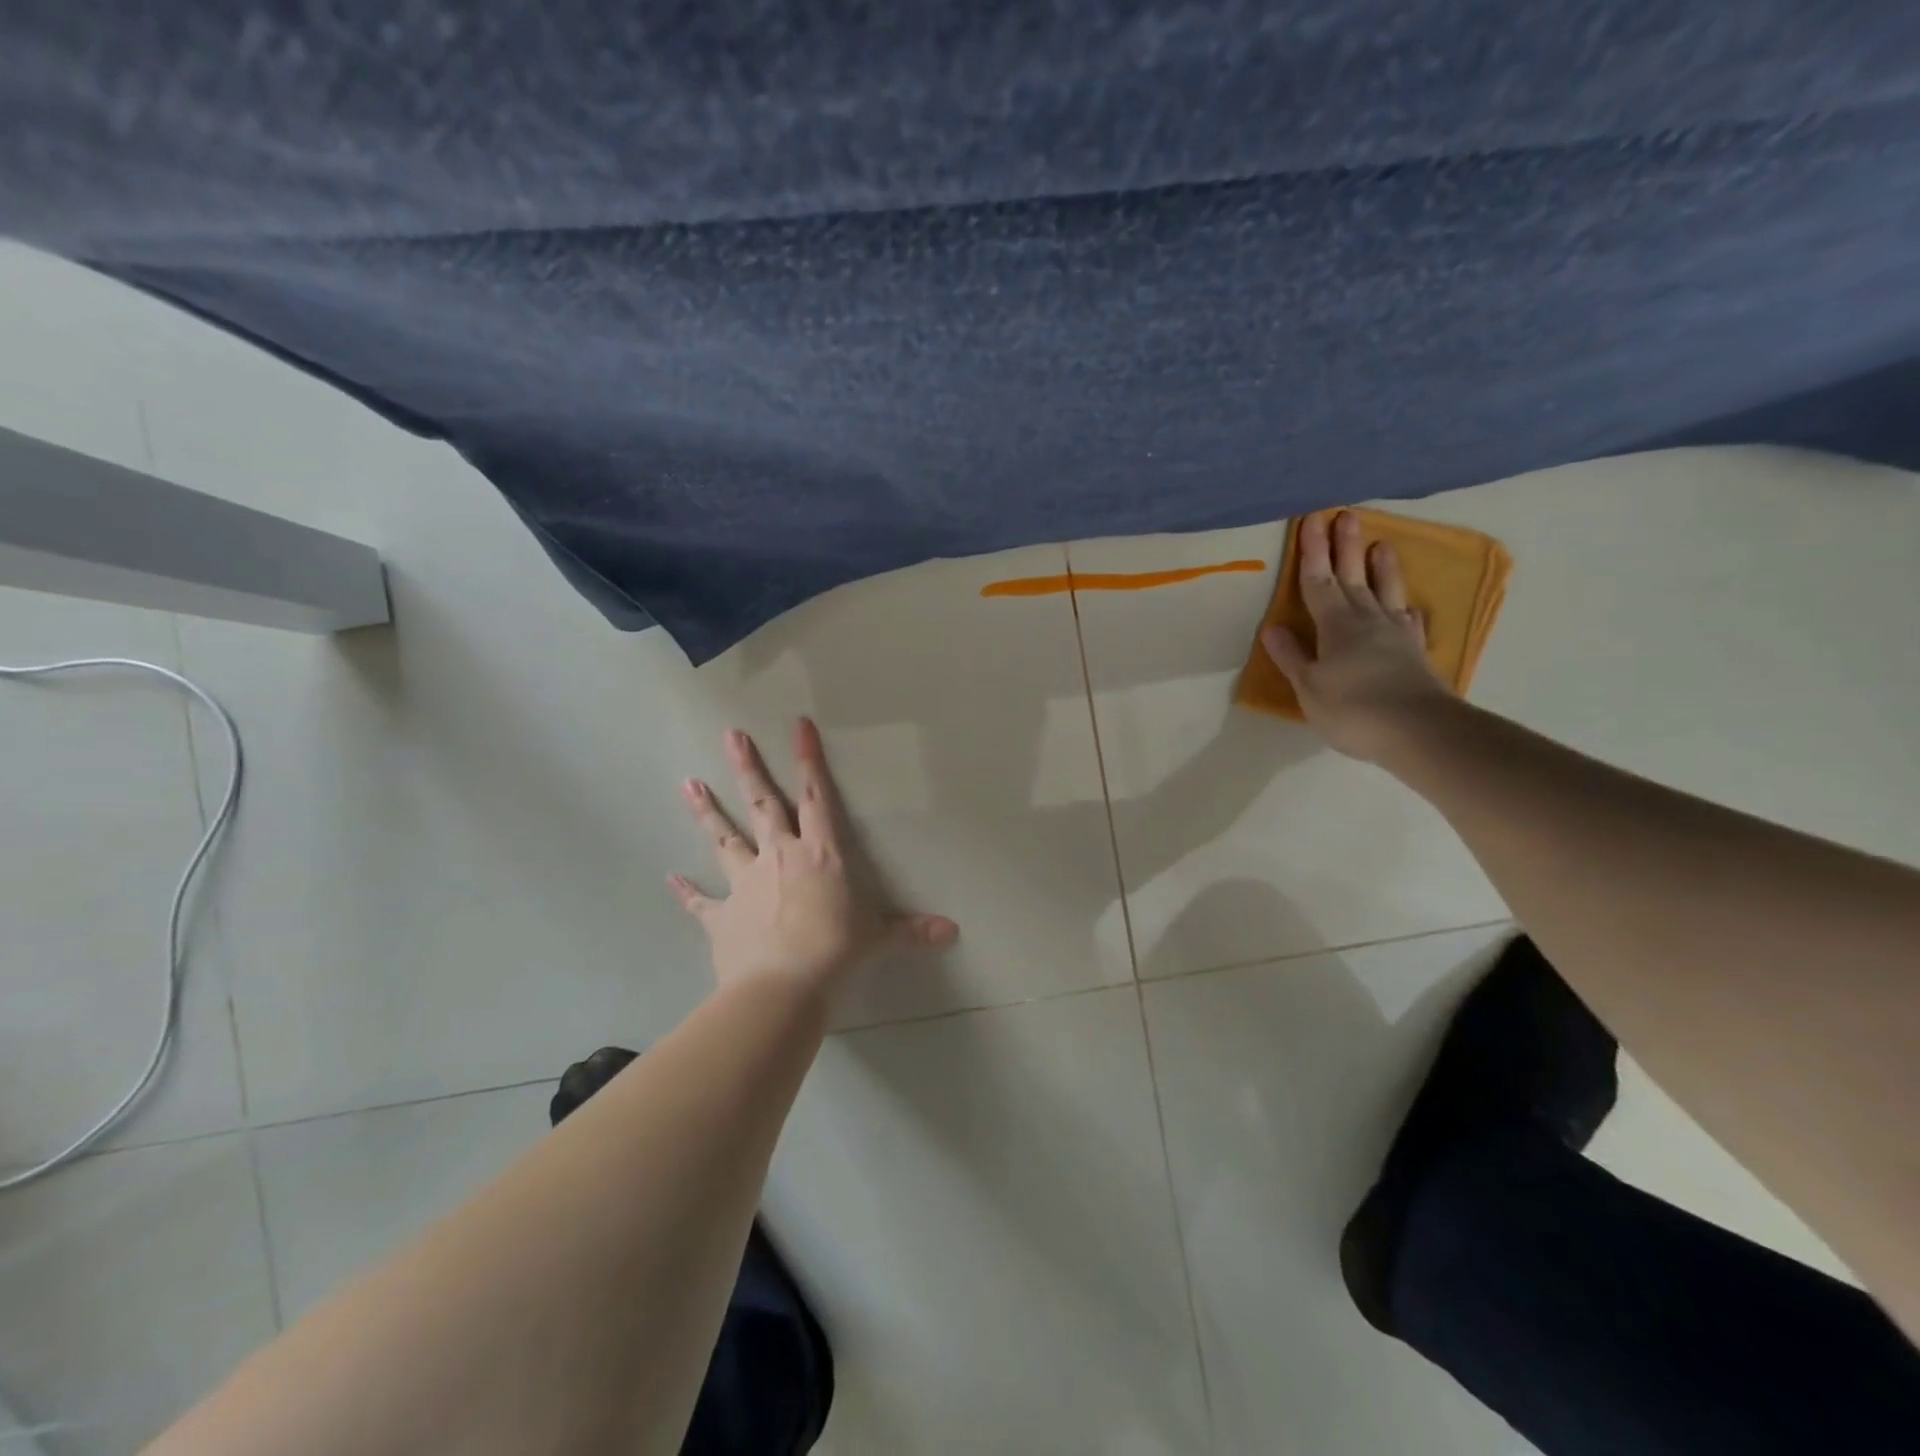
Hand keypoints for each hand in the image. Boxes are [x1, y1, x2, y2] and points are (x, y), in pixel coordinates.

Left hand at [670, 718, 957, 999]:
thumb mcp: (878, 938)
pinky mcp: (721, 916)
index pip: (816, 797)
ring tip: (688, 783)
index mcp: (820, 854)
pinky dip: (686, 891)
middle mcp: (779, 857)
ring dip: (708, 811)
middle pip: (762, 804)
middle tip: (731, 735)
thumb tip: (952, 931)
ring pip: (724, 838)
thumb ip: (911, 931)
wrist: (782, 988)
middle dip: (748, 768)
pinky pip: (700, 901)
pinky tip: (671, 879)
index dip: (809, 760)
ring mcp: (745, 884)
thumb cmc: (836, 953)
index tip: (799, 725)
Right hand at [1261, 511, 1452, 761]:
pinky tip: (1406, 606)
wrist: (1420, 730)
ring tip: (1381, 544)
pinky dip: (1404, 609)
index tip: (1311, 520)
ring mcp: (1395, 635)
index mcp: (1335, 626)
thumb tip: (1273, 628)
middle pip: (1352, 577)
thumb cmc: (1353, 709)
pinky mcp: (1415, 653)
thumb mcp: (1309, 687)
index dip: (1312, 552)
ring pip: (1384, 592)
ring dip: (1381, 568)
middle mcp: (1366, 621)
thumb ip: (1292, 657)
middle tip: (1346, 516)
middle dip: (1345, 548)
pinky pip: (1408, 621)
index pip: (1318, 582)